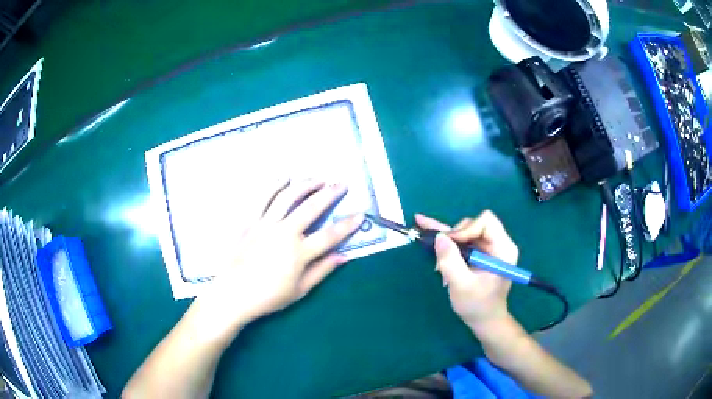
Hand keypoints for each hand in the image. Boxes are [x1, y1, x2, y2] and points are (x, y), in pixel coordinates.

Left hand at [197, 180, 363, 332]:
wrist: (232, 294)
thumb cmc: (268, 297)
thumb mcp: (299, 290)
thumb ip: (322, 271)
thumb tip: (343, 256)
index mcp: (299, 253)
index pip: (330, 235)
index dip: (348, 224)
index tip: (360, 214)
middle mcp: (284, 233)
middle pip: (311, 208)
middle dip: (330, 194)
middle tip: (341, 184)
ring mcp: (265, 224)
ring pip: (288, 197)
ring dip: (305, 184)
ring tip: (318, 178)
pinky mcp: (249, 221)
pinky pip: (262, 198)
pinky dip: (274, 185)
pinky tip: (284, 177)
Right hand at [415, 211, 518, 328]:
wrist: (484, 320)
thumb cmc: (477, 305)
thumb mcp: (461, 286)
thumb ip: (450, 261)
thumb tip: (439, 237)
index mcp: (503, 248)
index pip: (486, 222)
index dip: (466, 230)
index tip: (451, 246)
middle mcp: (497, 243)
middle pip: (473, 224)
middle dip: (455, 238)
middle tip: (442, 258)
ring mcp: (487, 247)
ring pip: (464, 231)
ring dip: (449, 245)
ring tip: (440, 266)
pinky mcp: (477, 252)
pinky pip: (461, 239)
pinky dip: (445, 239)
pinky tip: (424, 225)